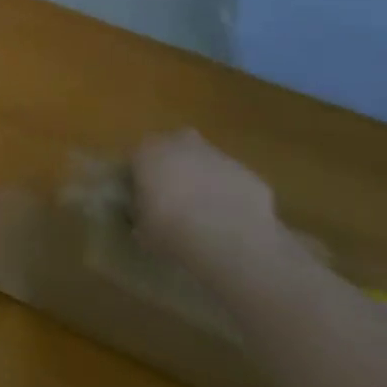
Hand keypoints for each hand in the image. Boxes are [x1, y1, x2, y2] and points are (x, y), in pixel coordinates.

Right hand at [131, 130, 291, 278]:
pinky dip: (231, 198)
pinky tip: (232, 226)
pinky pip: (232, 183)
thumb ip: (140, 214)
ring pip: (205, 165)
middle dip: (173, 171)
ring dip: (204, 183)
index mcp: (147, 150)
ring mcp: (219, 156)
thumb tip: (144, 215)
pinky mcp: (250, 174)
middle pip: (173, 152)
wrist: (231, 244)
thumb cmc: (171, 230)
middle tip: (174, 203)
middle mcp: (181, 143)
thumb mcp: (141, 229)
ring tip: (206, 219)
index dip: (139, 181)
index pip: (136, 159)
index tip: (142, 202)